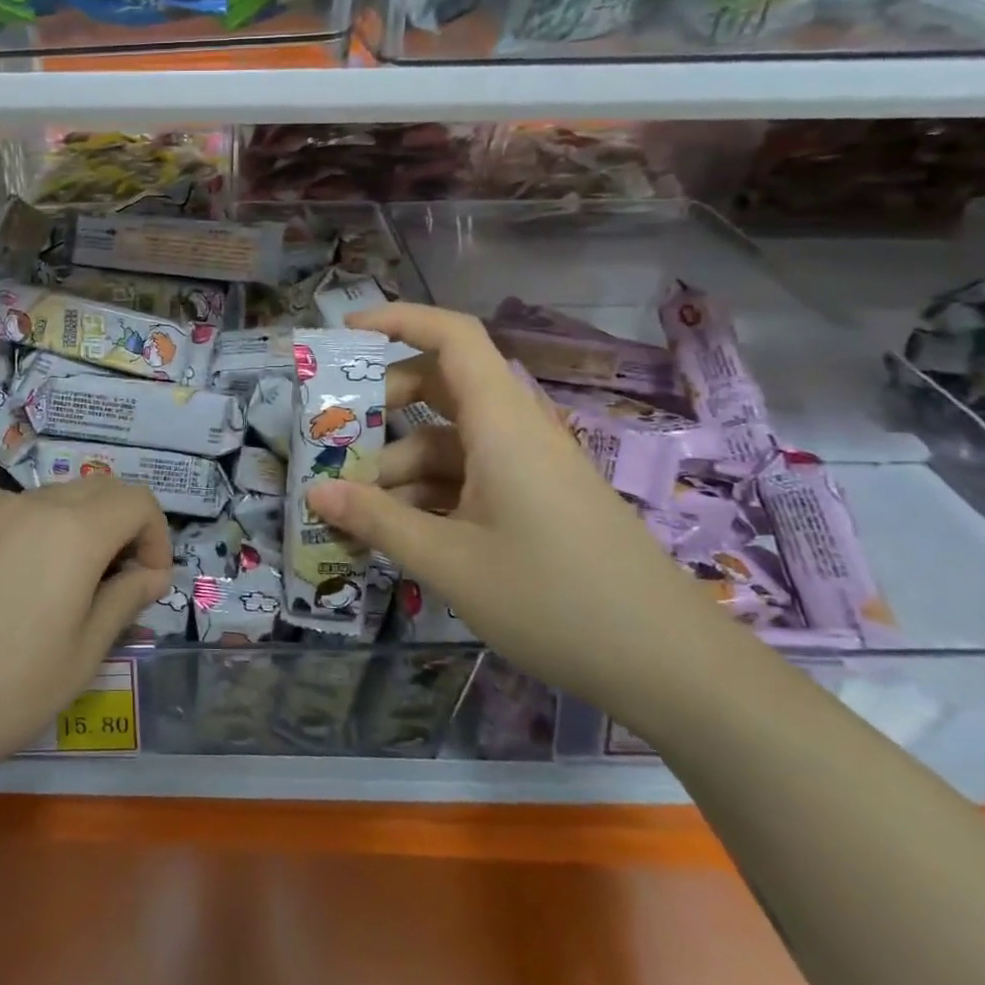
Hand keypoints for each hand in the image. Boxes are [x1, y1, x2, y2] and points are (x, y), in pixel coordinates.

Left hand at [0, 482, 170, 811]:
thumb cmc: (3, 693)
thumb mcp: (81, 656)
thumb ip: (124, 600)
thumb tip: (150, 574)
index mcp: (71, 529)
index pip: (137, 499)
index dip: (155, 536)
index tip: (146, 585)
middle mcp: (27, 503)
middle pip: (96, 491)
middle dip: (119, 529)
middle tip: (111, 587)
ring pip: (51, 501)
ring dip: (75, 531)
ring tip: (58, 593)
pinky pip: (7, 517)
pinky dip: (30, 537)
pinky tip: (6, 594)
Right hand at [304, 303, 744, 720]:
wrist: (671, 664)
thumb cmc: (554, 599)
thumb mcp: (449, 562)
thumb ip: (376, 521)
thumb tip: (314, 494)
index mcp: (500, 422)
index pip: (452, 336)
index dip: (398, 320)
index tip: (345, 333)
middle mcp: (515, 431)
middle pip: (441, 387)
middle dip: (384, 407)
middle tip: (337, 441)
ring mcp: (528, 468)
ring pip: (449, 442)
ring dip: (400, 466)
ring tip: (356, 511)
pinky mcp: (536, 501)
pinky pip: (470, 477)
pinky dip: (430, 494)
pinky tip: (401, 534)